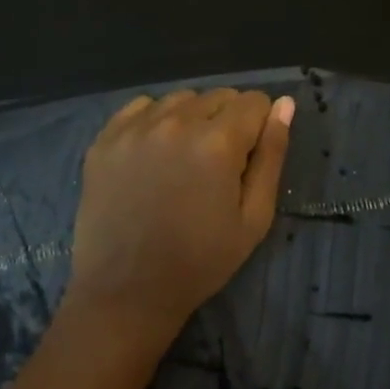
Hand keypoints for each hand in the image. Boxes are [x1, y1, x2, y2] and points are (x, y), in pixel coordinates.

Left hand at [65, 89, 294, 346]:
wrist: (126, 292)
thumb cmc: (201, 261)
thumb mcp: (254, 217)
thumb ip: (272, 155)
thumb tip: (284, 104)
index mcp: (218, 142)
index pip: (254, 102)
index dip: (260, 126)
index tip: (250, 157)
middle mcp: (176, 122)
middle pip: (218, 96)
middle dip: (228, 120)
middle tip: (218, 163)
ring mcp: (135, 128)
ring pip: (180, 99)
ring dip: (192, 118)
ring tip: (185, 158)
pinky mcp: (105, 139)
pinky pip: (141, 107)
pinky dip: (155, 119)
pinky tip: (154, 152)